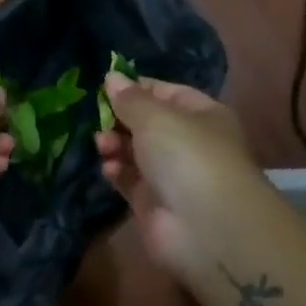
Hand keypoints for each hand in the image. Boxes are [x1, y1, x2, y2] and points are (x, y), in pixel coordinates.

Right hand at [95, 73, 256, 278]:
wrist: (206, 228)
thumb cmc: (187, 155)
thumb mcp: (156, 117)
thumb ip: (130, 98)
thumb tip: (112, 77)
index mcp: (202, 115)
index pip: (166, 92)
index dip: (136, 88)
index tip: (105, 86)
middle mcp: (189, 143)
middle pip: (147, 123)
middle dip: (120, 119)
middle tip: (99, 119)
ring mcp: (171, 175)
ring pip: (135, 152)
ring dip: (115, 144)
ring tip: (103, 144)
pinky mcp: (152, 203)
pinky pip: (128, 179)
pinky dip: (116, 171)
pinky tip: (109, 168)